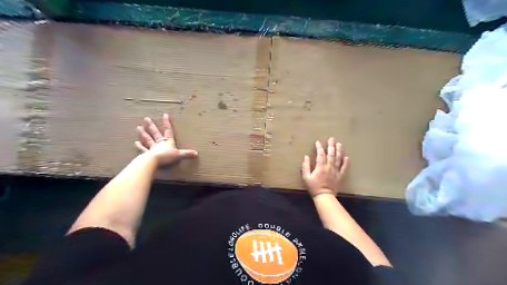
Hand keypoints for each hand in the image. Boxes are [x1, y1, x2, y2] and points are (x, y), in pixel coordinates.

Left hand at [134, 114, 197, 165]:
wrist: (154, 161)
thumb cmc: (167, 157)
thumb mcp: (179, 155)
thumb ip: (187, 154)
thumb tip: (196, 153)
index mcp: (168, 141)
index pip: (168, 130)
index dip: (167, 123)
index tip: (165, 115)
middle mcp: (159, 143)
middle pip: (155, 132)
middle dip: (151, 126)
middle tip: (146, 118)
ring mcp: (152, 148)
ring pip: (147, 139)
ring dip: (143, 133)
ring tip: (138, 127)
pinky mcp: (146, 154)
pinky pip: (142, 149)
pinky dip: (139, 146)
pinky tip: (135, 143)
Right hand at [301, 138, 348, 197]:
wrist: (324, 196)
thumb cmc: (313, 187)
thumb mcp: (306, 177)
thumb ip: (306, 166)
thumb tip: (306, 157)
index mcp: (320, 166)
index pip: (320, 154)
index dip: (319, 147)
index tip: (318, 142)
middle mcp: (329, 167)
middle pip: (331, 154)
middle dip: (331, 146)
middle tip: (332, 139)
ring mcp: (335, 171)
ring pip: (338, 159)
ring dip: (339, 151)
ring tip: (339, 144)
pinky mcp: (340, 176)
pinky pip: (343, 168)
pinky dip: (345, 162)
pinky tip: (346, 157)